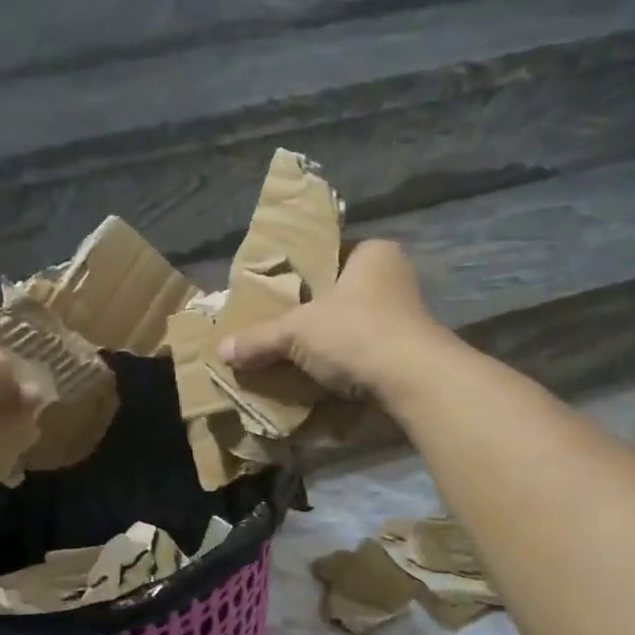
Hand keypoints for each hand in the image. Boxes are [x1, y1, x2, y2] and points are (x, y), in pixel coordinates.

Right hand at [220, 240, 449, 399]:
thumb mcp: (296, 331)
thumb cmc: (355, 332)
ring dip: (331, 342)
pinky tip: (324, 378)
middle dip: (314, 313)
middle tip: (280, 327)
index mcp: (373, 254)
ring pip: (355, 325)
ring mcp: (407, 317)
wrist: (413, 380)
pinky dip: (347, 364)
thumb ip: (259, 338)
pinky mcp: (411, 352)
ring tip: (296, 357)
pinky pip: (367, 352)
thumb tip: (221, 350)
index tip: (277, 294)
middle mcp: (395, 277)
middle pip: (341, 293)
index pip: (331, 255)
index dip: (302, 274)